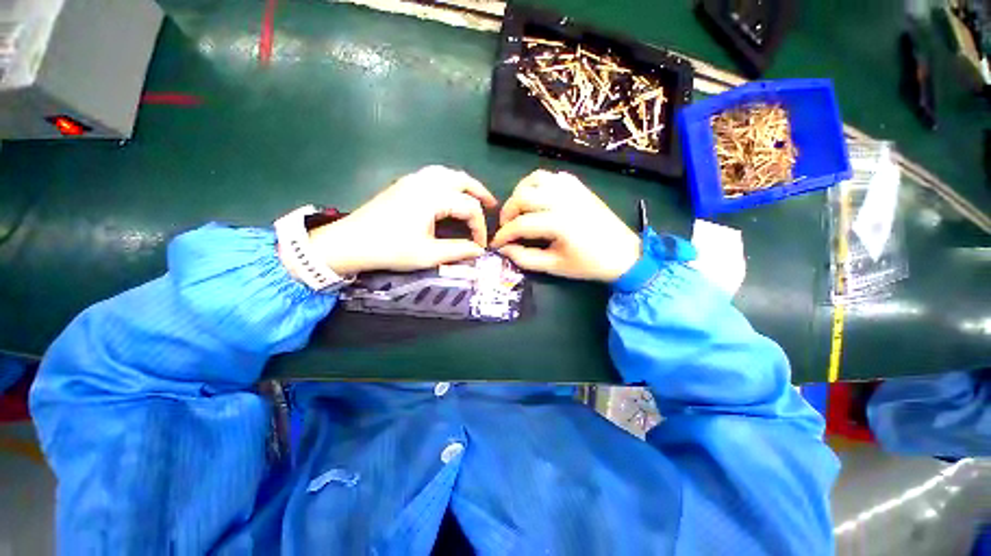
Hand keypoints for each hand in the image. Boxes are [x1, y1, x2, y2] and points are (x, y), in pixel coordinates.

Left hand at [307, 166, 497, 274]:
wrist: (349, 243)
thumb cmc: (390, 249)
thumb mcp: (428, 254)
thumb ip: (458, 251)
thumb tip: (479, 251)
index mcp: (433, 197)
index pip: (468, 207)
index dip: (479, 227)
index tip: (480, 245)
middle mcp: (424, 182)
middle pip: (461, 179)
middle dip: (479, 192)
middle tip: (492, 205)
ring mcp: (412, 180)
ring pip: (447, 174)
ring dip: (464, 184)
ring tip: (474, 197)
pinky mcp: (403, 184)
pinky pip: (434, 176)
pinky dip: (449, 183)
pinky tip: (450, 195)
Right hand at [491, 170, 640, 281]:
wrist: (623, 253)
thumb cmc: (588, 264)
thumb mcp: (554, 267)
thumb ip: (525, 258)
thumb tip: (504, 249)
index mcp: (558, 223)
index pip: (520, 224)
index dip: (503, 235)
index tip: (496, 244)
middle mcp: (563, 200)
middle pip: (522, 196)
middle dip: (508, 212)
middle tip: (507, 228)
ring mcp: (571, 189)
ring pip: (534, 180)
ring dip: (520, 194)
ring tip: (519, 211)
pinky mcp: (578, 186)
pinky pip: (550, 177)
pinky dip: (537, 185)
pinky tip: (537, 199)